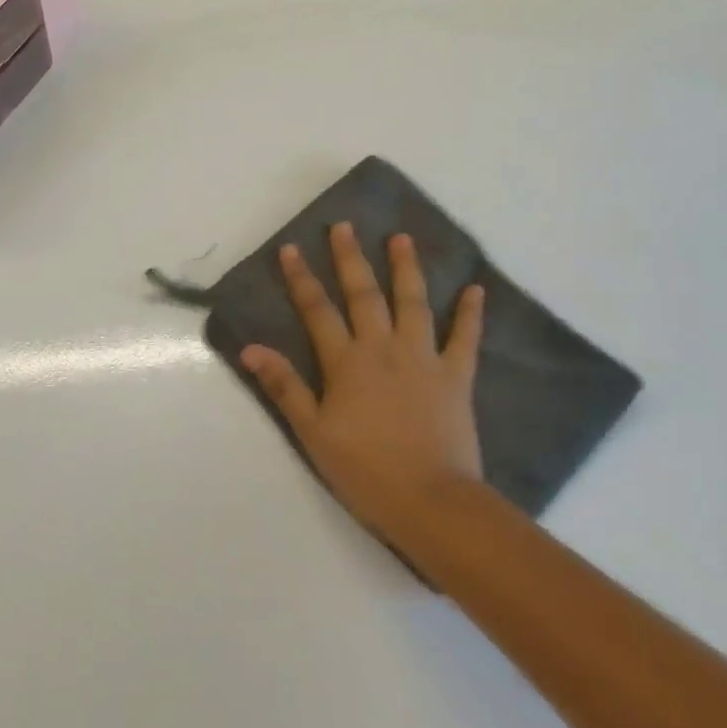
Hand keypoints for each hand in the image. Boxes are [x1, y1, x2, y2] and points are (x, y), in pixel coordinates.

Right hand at [241, 223, 485, 547]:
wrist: (430, 501)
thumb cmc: (365, 470)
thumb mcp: (313, 432)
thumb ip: (284, 387)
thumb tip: (251, 348)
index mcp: (347, 362)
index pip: (317, 310)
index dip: (302, 279)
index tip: (291, 249)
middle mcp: (383, 348)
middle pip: (364, 294)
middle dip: (350, 258)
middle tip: (344, 226)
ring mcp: (423, 358)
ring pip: (413, 303)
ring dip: (406, 268)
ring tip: (401, 238)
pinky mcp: (456, 376)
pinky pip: (465, 338)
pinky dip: (470, 314)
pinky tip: (476, 289)